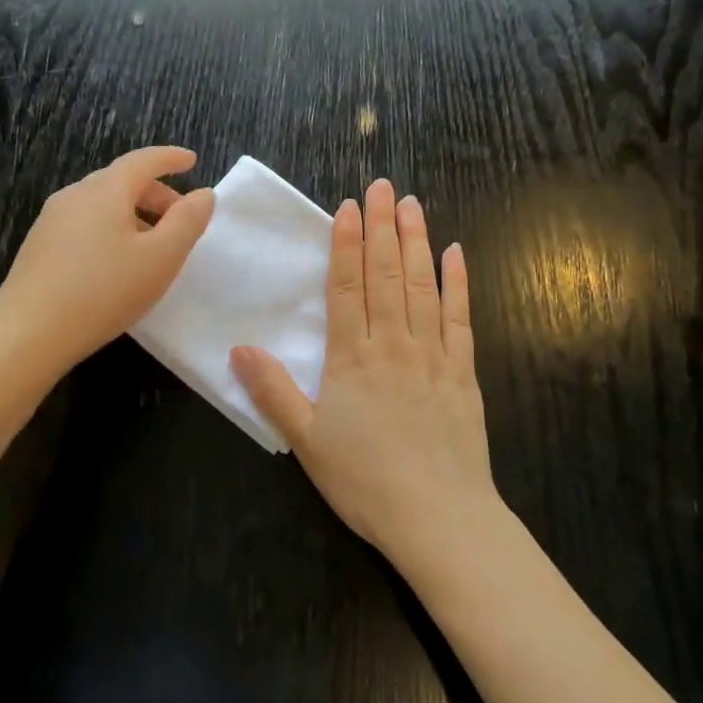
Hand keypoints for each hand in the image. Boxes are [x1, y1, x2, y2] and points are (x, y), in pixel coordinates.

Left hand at [0, 147, 215, 375]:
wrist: (28, 334)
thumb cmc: (104, 291)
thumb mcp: (161, 258)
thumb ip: (187, 222)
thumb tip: (203, 194)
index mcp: (105, 190)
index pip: (143, 160)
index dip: (171, 158)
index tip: (192, 161)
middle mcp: (74, 195)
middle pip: (121, 181)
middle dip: (155, 194)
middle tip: (180, 219)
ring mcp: (51, 221)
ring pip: (101, 204)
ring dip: (133, 215)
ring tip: (151, 247)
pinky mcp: (38, 247)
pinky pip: (84, 225)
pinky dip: (110, 230)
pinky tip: (115, 265)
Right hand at [230, 179, 497, 567]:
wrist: (439, 517)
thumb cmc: (365, 480)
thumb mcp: (306, 440)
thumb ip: (273, 390)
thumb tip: (240, 347)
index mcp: (352, 356)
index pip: (346, 285)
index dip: (345, 243)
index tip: (348, 207)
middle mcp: (393, 342)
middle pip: (385, 273)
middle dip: (382, 225)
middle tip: (382, 185)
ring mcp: (432, 353)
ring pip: (422, 285)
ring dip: (416, 240)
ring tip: (412, 204)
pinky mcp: (462, 371)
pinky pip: (460, 317)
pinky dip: (457, 282)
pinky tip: (455, 253)